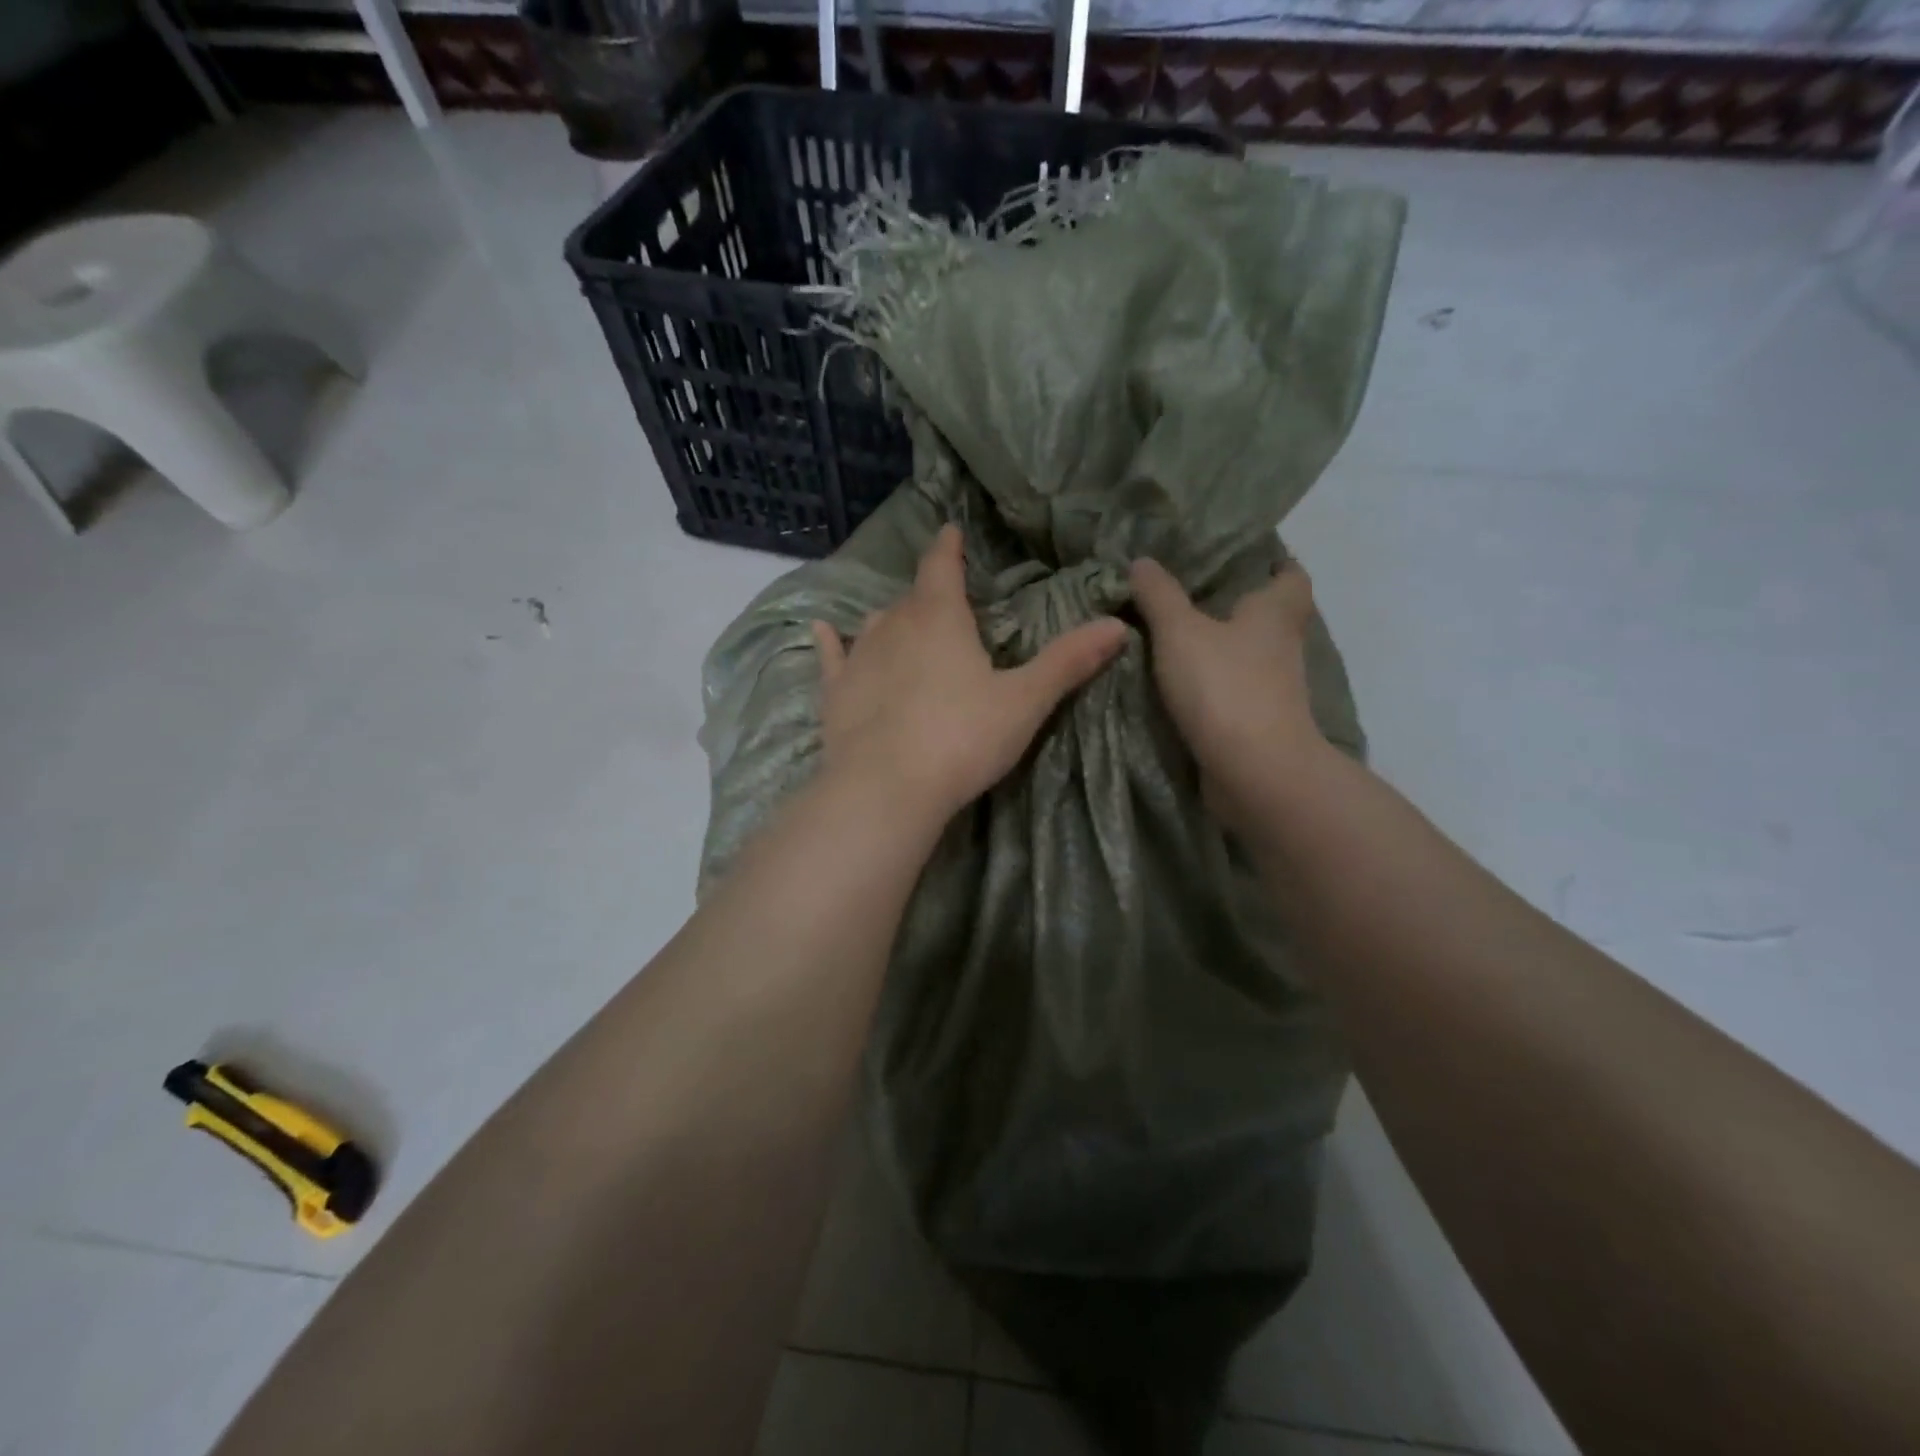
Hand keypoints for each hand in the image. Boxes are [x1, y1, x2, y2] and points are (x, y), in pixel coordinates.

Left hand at [812, 525, 1127, 824]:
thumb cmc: (962, 738)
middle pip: (912, 598)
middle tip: (944, 600)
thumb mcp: (1025, 701)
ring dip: (891, 619)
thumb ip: (1068, 662)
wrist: (887, 788)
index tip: (951, 531)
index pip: (942, 567)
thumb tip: (1120, 624)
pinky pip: (831, 656)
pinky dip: (829, 641)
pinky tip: (821, 629)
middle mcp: (894, 625)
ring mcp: (860, 657)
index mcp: (940, 618)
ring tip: (903, 622)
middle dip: (928, 594)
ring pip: (875, 623)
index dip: (949, 548)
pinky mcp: (835, 692)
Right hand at [1129, 557, 1329, 830]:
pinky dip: (1214, 683)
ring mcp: (1274, 688)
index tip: (1243, 559)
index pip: (1291, 574)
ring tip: (1176, 635)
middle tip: (1192, 593)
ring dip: (1223, 647)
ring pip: (1250, 655)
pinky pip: (1235, 690)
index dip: (1273, 562)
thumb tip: (1141, 560)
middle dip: (1239, 605)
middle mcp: (1283, 646)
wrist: (1253, 770)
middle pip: (1269, 615)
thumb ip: (1159, 595)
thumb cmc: (1224, 686)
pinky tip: (1179, 680)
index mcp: (1276, 612)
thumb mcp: (1179, 631)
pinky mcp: (1259, 722)